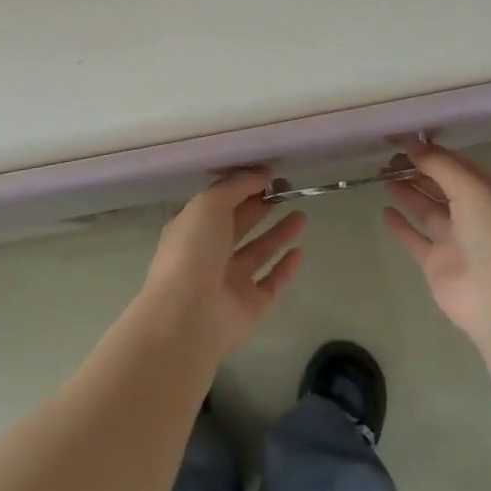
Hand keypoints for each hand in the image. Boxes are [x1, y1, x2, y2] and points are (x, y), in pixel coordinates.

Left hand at [140, 170, 306, 360]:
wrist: (188, 316)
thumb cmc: (193, 250)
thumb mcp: (210, 203)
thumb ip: (237, 185)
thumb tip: (263, 174)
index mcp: (192, 228)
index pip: (219, 202)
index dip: (242, 187)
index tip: (269, 174)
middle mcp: (209, 253)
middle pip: (240, 224)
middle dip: (262, 207)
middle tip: (289, 190)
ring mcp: (229, 281)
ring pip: (258, 252)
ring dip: (278, 233)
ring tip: (301, 215)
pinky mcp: (250, 306)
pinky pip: (271, 283)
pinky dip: (285, 268)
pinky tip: (299, 252)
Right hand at [382, 142, 490, 348]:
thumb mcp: (471, 188)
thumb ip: (440, 165)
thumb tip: (413, 143)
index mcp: (488, 193)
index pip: (457, 165)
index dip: (432, 152)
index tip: (404, 140)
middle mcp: (473, 214)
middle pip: (441, 185)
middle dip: (417, 170)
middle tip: (388, 158)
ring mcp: (454, 240)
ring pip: (427, 209)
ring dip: (408, 192)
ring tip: (382, 176)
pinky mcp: (437, 263)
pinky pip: (415, 238)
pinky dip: (401, 225)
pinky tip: (384, 210)